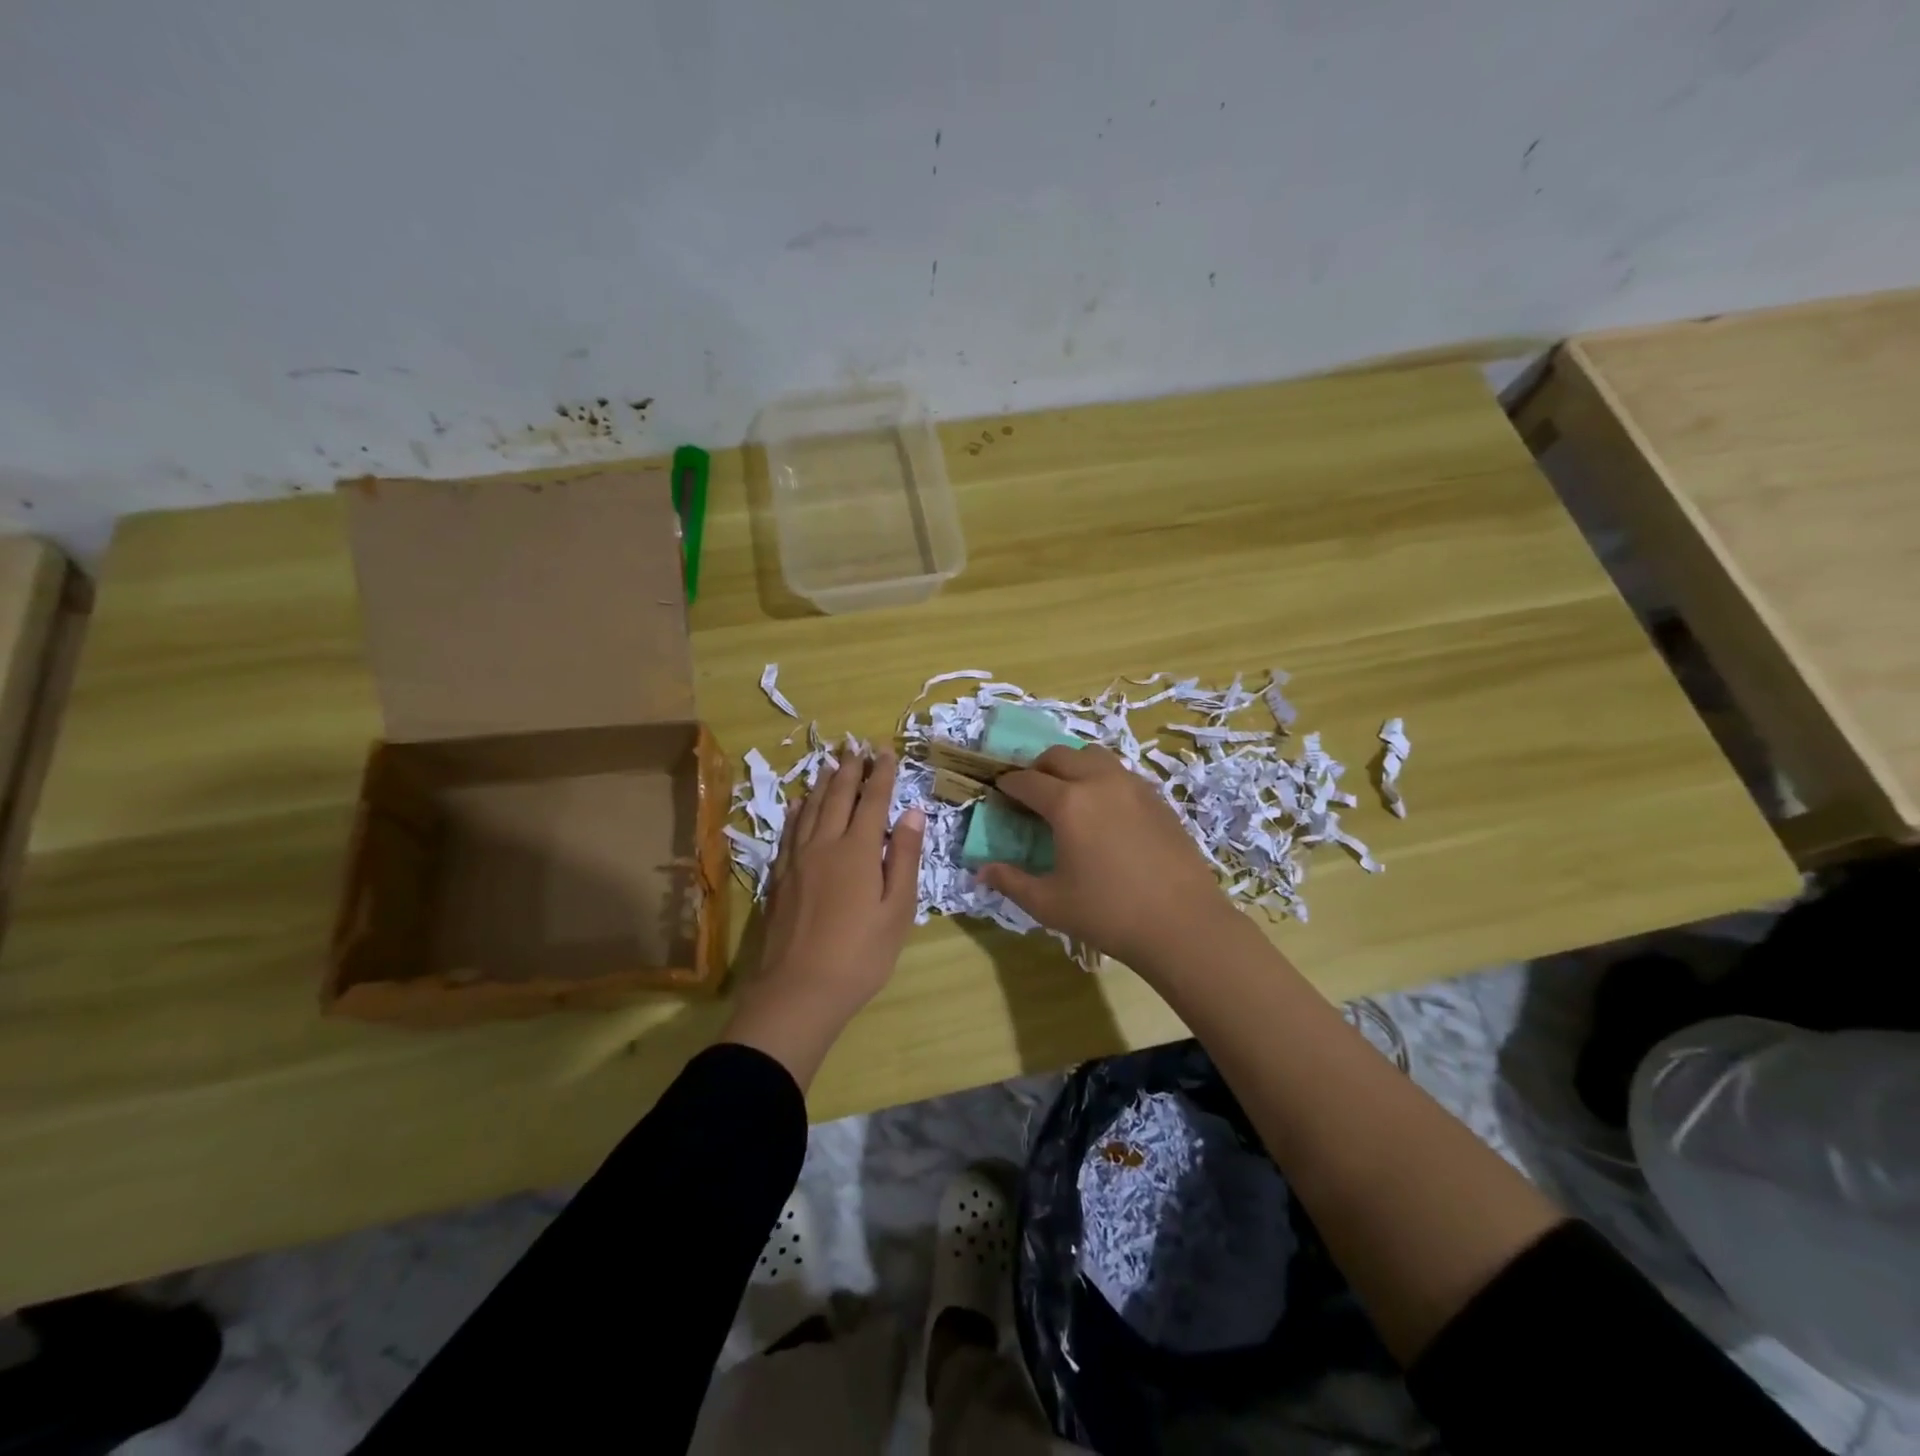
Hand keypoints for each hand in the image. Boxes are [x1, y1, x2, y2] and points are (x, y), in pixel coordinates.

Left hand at [723, 748, 924, 1086]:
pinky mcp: (780, 877)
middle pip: (837, 796)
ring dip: (822, 783)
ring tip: (830, 763)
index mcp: (858, 850)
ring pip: (810, 809)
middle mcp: (825, 844)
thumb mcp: (897, 909)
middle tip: (857, 746)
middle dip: (850, 769)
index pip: (873, 800)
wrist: (799, 989)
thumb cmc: (861, 954)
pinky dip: (796, 812)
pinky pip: (789, 831)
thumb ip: (904, 858)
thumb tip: (912, 813)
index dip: (881, 774)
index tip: (886, 750)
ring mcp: (797, 860)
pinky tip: (797, 805)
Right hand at [978, 745, 1233, 974]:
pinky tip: (1103, 809)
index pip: (1027, 781)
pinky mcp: (1157, 798)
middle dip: (1038, 768)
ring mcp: (1133, 786)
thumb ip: (1011, 882)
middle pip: (1059, 756)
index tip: (999, 792)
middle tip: (1030, 791)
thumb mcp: (1049, 904)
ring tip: (1067, 792)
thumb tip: (981, 871)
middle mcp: (1099, 782)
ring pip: (1094, 756)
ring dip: (1072, 765)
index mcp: (1068, 803)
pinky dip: (1101, 778)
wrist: (1183, 924)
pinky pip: (1120, 772)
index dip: (1008, 784)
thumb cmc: (1108, 914)